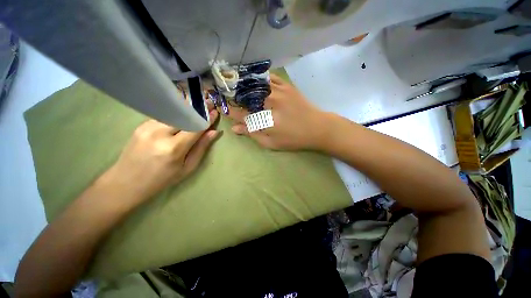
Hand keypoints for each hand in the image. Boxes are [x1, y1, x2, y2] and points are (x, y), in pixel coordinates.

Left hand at [107, 109, 219, 202]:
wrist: (126, 182)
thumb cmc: (163, 179)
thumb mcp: (188, 168)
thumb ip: (201, 148)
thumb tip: (214, 132)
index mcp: (174, 148)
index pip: (195, 127)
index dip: (207, 119)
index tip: (215, 112)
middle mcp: (160, 133)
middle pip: (183, 115)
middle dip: (198, 109)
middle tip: (209, 103)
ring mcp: (147, 127)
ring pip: (173, 112)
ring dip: (187, 109)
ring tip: (197, 106)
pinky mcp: (141, 125)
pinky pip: (163, 116)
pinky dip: (175, 114)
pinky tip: (181, 115)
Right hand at [227, 74, 328, 150]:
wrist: (317, 128)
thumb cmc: (294, 139)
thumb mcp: (272, 143)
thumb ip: (253, 134)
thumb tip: (235, 128)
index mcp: (264, 119)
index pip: (241, 114)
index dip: (230, 111)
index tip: (221, 108)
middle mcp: (268, 103)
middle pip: (245, 97)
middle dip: (232, 96)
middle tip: (224, 94)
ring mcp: (278, 91)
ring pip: (255, 85)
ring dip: (243, 84)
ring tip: (234, 84)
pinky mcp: (286, 86)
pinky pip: (269, 77)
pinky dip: (259, 77)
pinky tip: (254, 79)